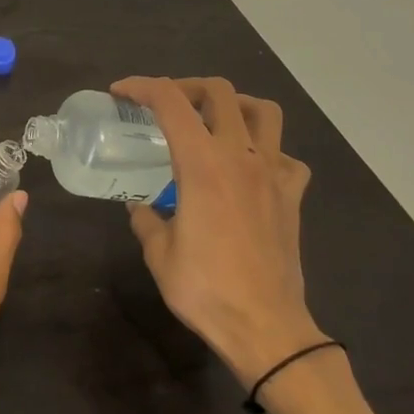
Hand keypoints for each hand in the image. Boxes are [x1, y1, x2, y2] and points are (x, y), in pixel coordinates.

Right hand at [112, 77, 321, 385]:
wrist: (266, 328)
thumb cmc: (205, 288)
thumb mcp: (158, 253)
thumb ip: (147, 219)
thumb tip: (140, 206)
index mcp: (202, 163)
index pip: (170, 101)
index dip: (141, 87)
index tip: (120, 93)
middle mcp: (240, 156)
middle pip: (219, 92)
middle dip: (185, 86)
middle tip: (165, 104)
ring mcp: (273, 173)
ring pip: (264, 111)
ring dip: (235, 105)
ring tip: (214, 120)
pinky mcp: (292, 196)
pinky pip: (286, 157)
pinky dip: (267, 152)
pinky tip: (250, 170)